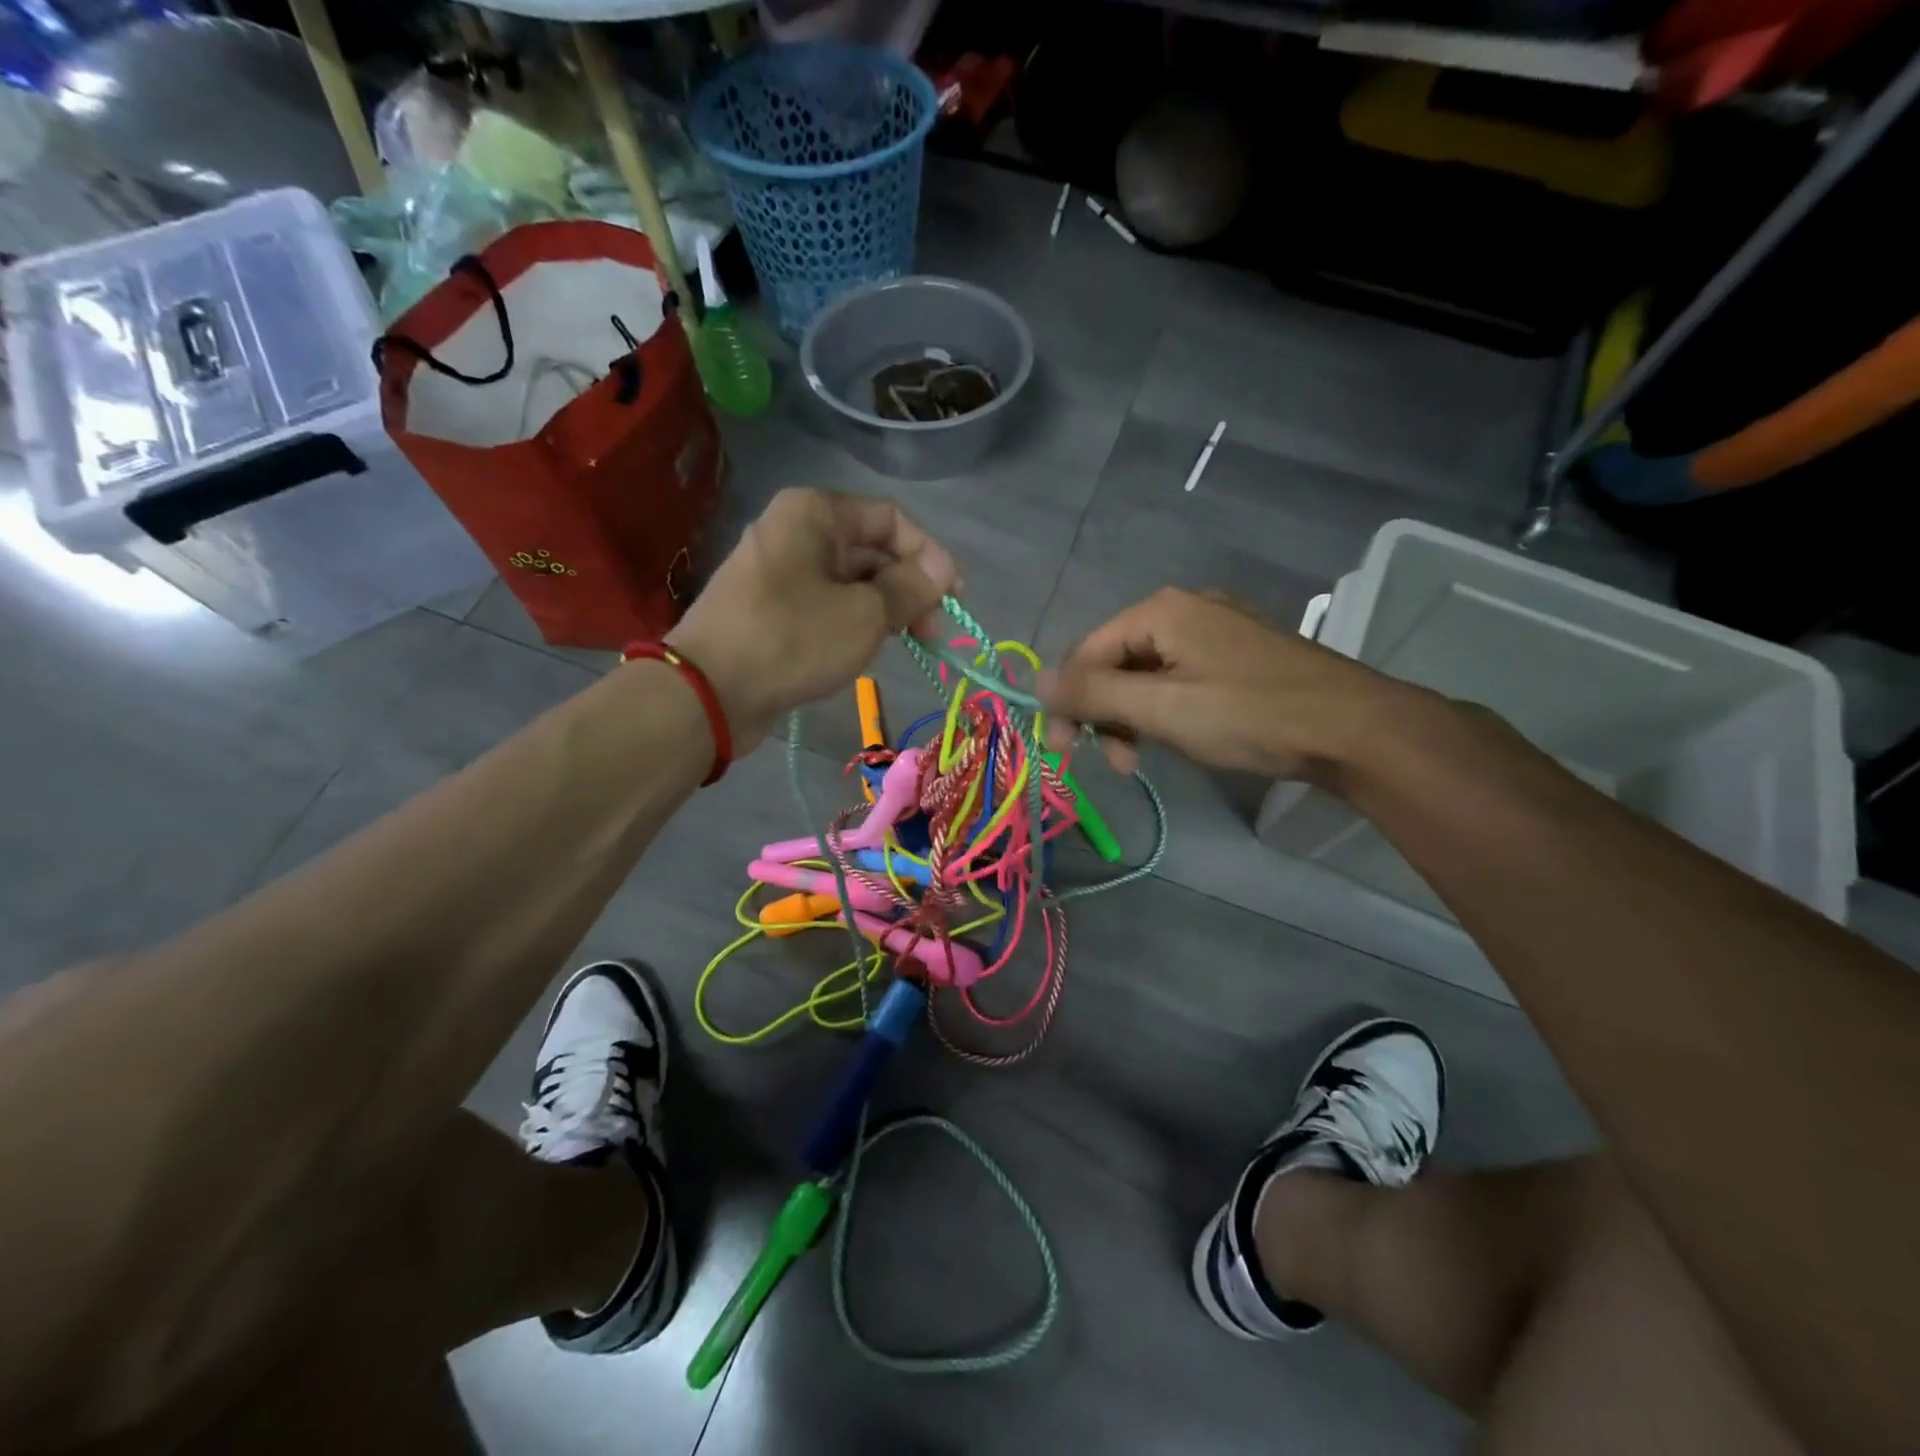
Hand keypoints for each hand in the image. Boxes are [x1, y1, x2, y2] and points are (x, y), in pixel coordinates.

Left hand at [666, 489, 958, 747]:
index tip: (954, 598)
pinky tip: (867, 650)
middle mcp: (796, 531)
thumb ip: (910, 588)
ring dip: (884, 609)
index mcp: (815, 513)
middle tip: (932, 633)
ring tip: (905, 644)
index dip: (930, 555)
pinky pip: (826, 604)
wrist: (709, 691)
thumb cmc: (793, 639)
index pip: (891, 519)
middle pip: (871, 549)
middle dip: (908, 587)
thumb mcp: (865, 614)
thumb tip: (943, 570)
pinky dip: (854, 622)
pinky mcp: (772, 608)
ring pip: (850, 581)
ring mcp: (780, 570)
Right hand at [1038, 588, 1423, 783]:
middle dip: (1105, 714)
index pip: (1086, 652)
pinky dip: (1166, 711)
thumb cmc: (1249, 715)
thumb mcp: (1161, 708)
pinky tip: (1178, 738)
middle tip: (1114, 763)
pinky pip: (1180, 678)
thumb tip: (1034, 680)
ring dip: (1134, 718)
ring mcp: (1215, 630)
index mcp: (1160, 611)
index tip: (1064, 751)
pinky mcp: (1238, 655)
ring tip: (1142, 760)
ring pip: (1147, 674)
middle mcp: (1184, 609)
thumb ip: (1094, 694)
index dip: (1068, 702)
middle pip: (1116, 662)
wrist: (1354, 728)